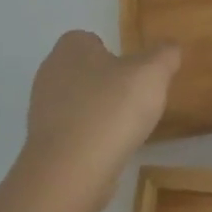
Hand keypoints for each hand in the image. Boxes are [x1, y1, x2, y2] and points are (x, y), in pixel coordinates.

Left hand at [16, 31, 180, 209]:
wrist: (71, 171)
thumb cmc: (112, 109)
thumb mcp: (152, 73)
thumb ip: (165, 54)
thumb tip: (169, 48)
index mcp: (71, 48)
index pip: (92, 39)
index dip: (116, 53)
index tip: (136, 73)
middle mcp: (50, 73)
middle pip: (86, 71)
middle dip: (109, 83)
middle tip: (136, 99)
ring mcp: (43, 110)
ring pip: (79, 102)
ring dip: (100, 112)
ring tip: (126, 127)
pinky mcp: (44, 142)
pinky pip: (74, 131)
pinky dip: (91, 137)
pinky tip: (109, 148)